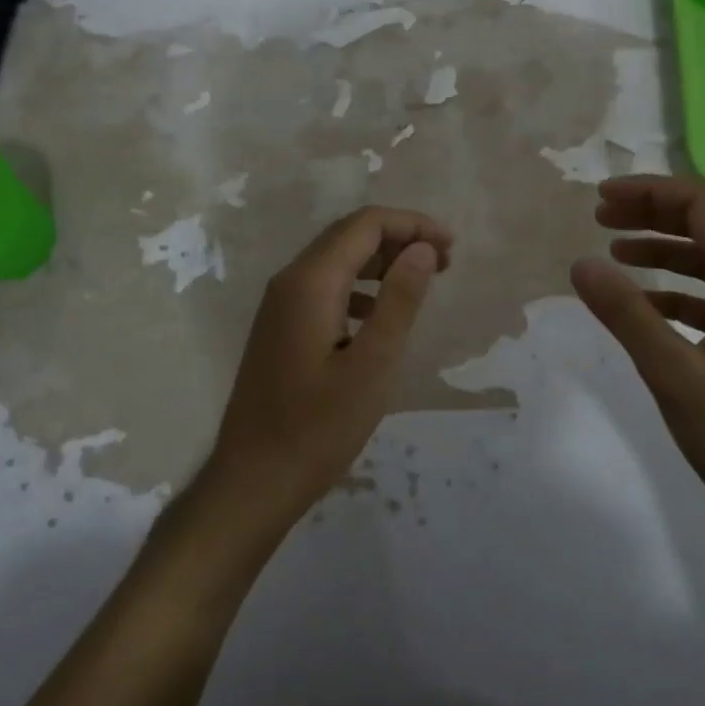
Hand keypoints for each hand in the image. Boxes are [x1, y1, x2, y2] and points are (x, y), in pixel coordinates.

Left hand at [201, 206, 452, 531]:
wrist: (253, 481)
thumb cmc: (318, 428)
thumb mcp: (372, 366)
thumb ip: (399, 300)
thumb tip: (423, 248)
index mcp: (311, 282)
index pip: (365, 224)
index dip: (412, 224)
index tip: (451, 247)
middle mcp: (290, 281)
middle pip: (349, 235)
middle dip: (399, 238)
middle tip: (444, 262)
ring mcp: (280, 304)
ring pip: (336, 259)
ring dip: (380, 261)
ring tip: (420, 282)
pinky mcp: (280, 327)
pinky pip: (324, 287)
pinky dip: (359, 286)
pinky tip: (378, 314)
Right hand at [570, 175, 704, 541]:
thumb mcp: (674, 372)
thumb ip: (626, 313)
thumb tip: (581, 263)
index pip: (702, 206)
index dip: (650, 192)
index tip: (601, 199)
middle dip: (653, 215)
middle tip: (601, 219)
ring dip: (663, 252)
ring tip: (615, 256)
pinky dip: (677, 293)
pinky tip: (646, 311)